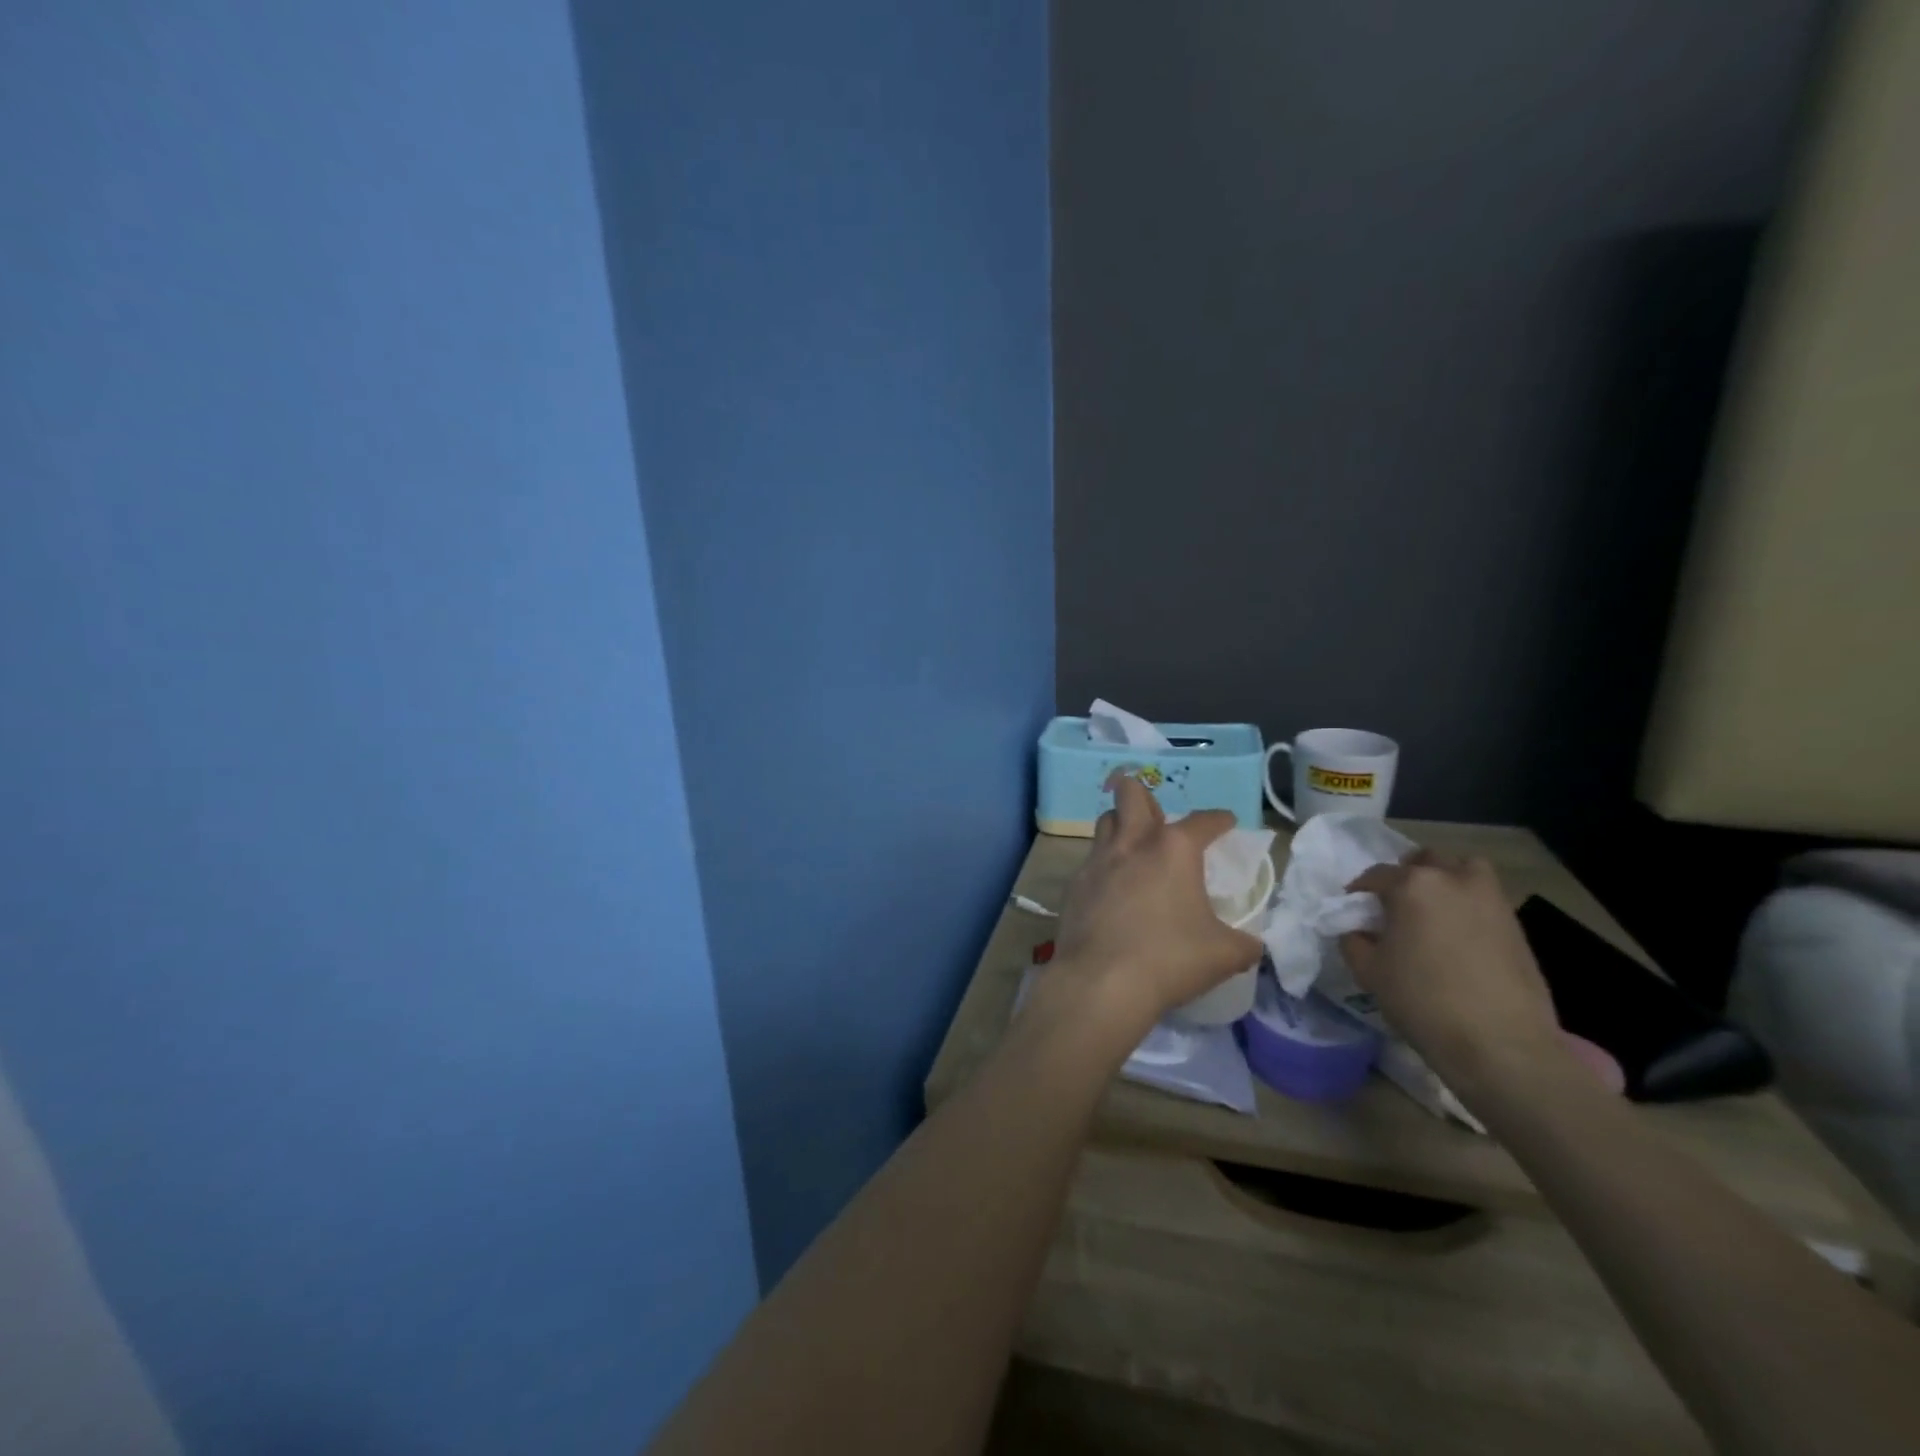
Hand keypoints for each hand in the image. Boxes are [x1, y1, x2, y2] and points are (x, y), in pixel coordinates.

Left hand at [1047, 776, 1262, 1026]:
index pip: (1203, 821)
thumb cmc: (1170, 959)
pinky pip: (1090, 862)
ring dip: (1120, 825)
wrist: (1101, 982)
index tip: (1225, 822)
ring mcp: (1097, 861)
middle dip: (1143, 794)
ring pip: (1105, 822)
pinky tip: (1111, 889)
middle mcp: (1132, 843)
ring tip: (1133, 845)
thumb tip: (1252, 945)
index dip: (1218, 820)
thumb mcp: (1224, 955)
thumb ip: (1243, 944)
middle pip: (1131, 794)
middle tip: (1157, 816)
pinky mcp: (1074, 885)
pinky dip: (1104, 866)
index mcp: (1174, 849)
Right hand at [1340, 852, 1563, 1094]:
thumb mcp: (1369, 971)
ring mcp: (1491, 899)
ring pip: (1464, 869)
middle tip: (1395, 903)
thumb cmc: (1423, 1001)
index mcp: (1412, 885)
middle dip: (1406, 874)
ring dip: (1445, 879)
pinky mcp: (1516, 924)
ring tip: (1433, 909)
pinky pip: (1485, 899)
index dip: (1359, 891)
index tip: (1352, 908)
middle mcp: (1453, 879)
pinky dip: (1469, 905)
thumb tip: (1358, 931)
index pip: (1375, 875)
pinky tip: (1458, 936)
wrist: (1501, 1044)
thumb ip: (1354, 941)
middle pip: (1425, 860)